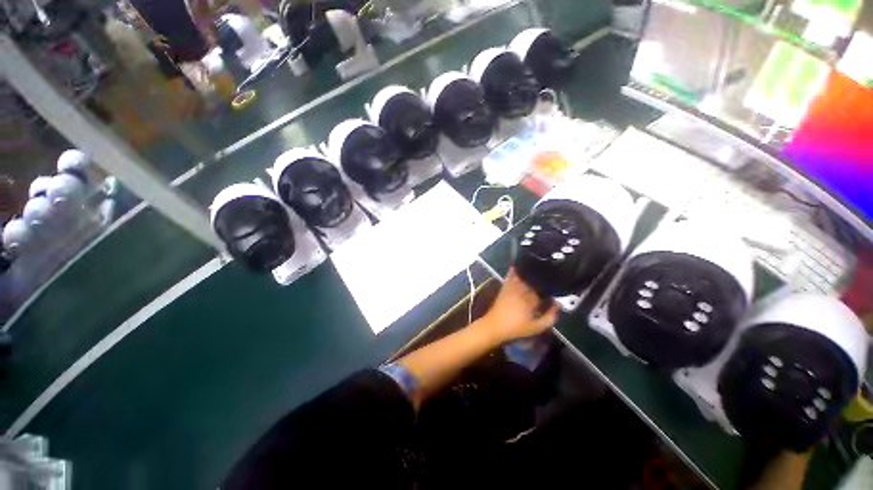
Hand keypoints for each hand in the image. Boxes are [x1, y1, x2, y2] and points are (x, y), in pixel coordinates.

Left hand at [479, 269, 558, 343]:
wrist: (495, 326)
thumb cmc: (516, 328)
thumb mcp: (536, 328)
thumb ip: (549, 317)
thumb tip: (557, 305)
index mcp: (530, 299)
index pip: (544, 289)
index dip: (551, 289)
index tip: (556, 289)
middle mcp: (521, 290)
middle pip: (535, 280)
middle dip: (542, 279)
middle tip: (549, 279)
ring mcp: (512, 286)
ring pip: (524, 276)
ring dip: (531, 273)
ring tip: (538, 272)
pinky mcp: (505, 286)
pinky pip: (511, 275)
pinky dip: (516, 270)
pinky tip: (520, 266)